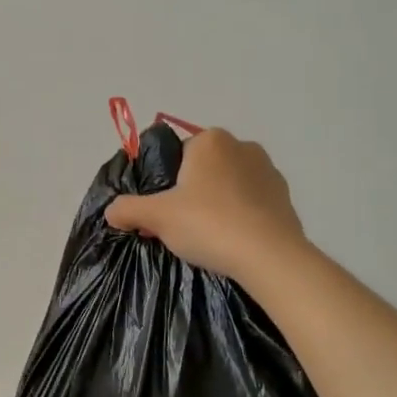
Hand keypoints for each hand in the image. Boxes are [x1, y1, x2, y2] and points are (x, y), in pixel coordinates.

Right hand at [104, 128, 307, 283]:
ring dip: (216, 203)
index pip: (177, 154)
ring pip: (229, 185)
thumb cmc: (208, 224)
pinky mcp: (285, 198)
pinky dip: (240, 216)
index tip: (161, 210)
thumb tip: (111, 211)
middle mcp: (242, 146)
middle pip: (203, 169)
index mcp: (210, 140)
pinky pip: (251, 203)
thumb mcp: (157, 217)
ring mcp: (269, 171)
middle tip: (180, 226)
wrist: (269, 256)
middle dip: (190, 192)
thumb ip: (128, 209)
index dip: (165, 183)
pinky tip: (232, 241)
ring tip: (208, 236)